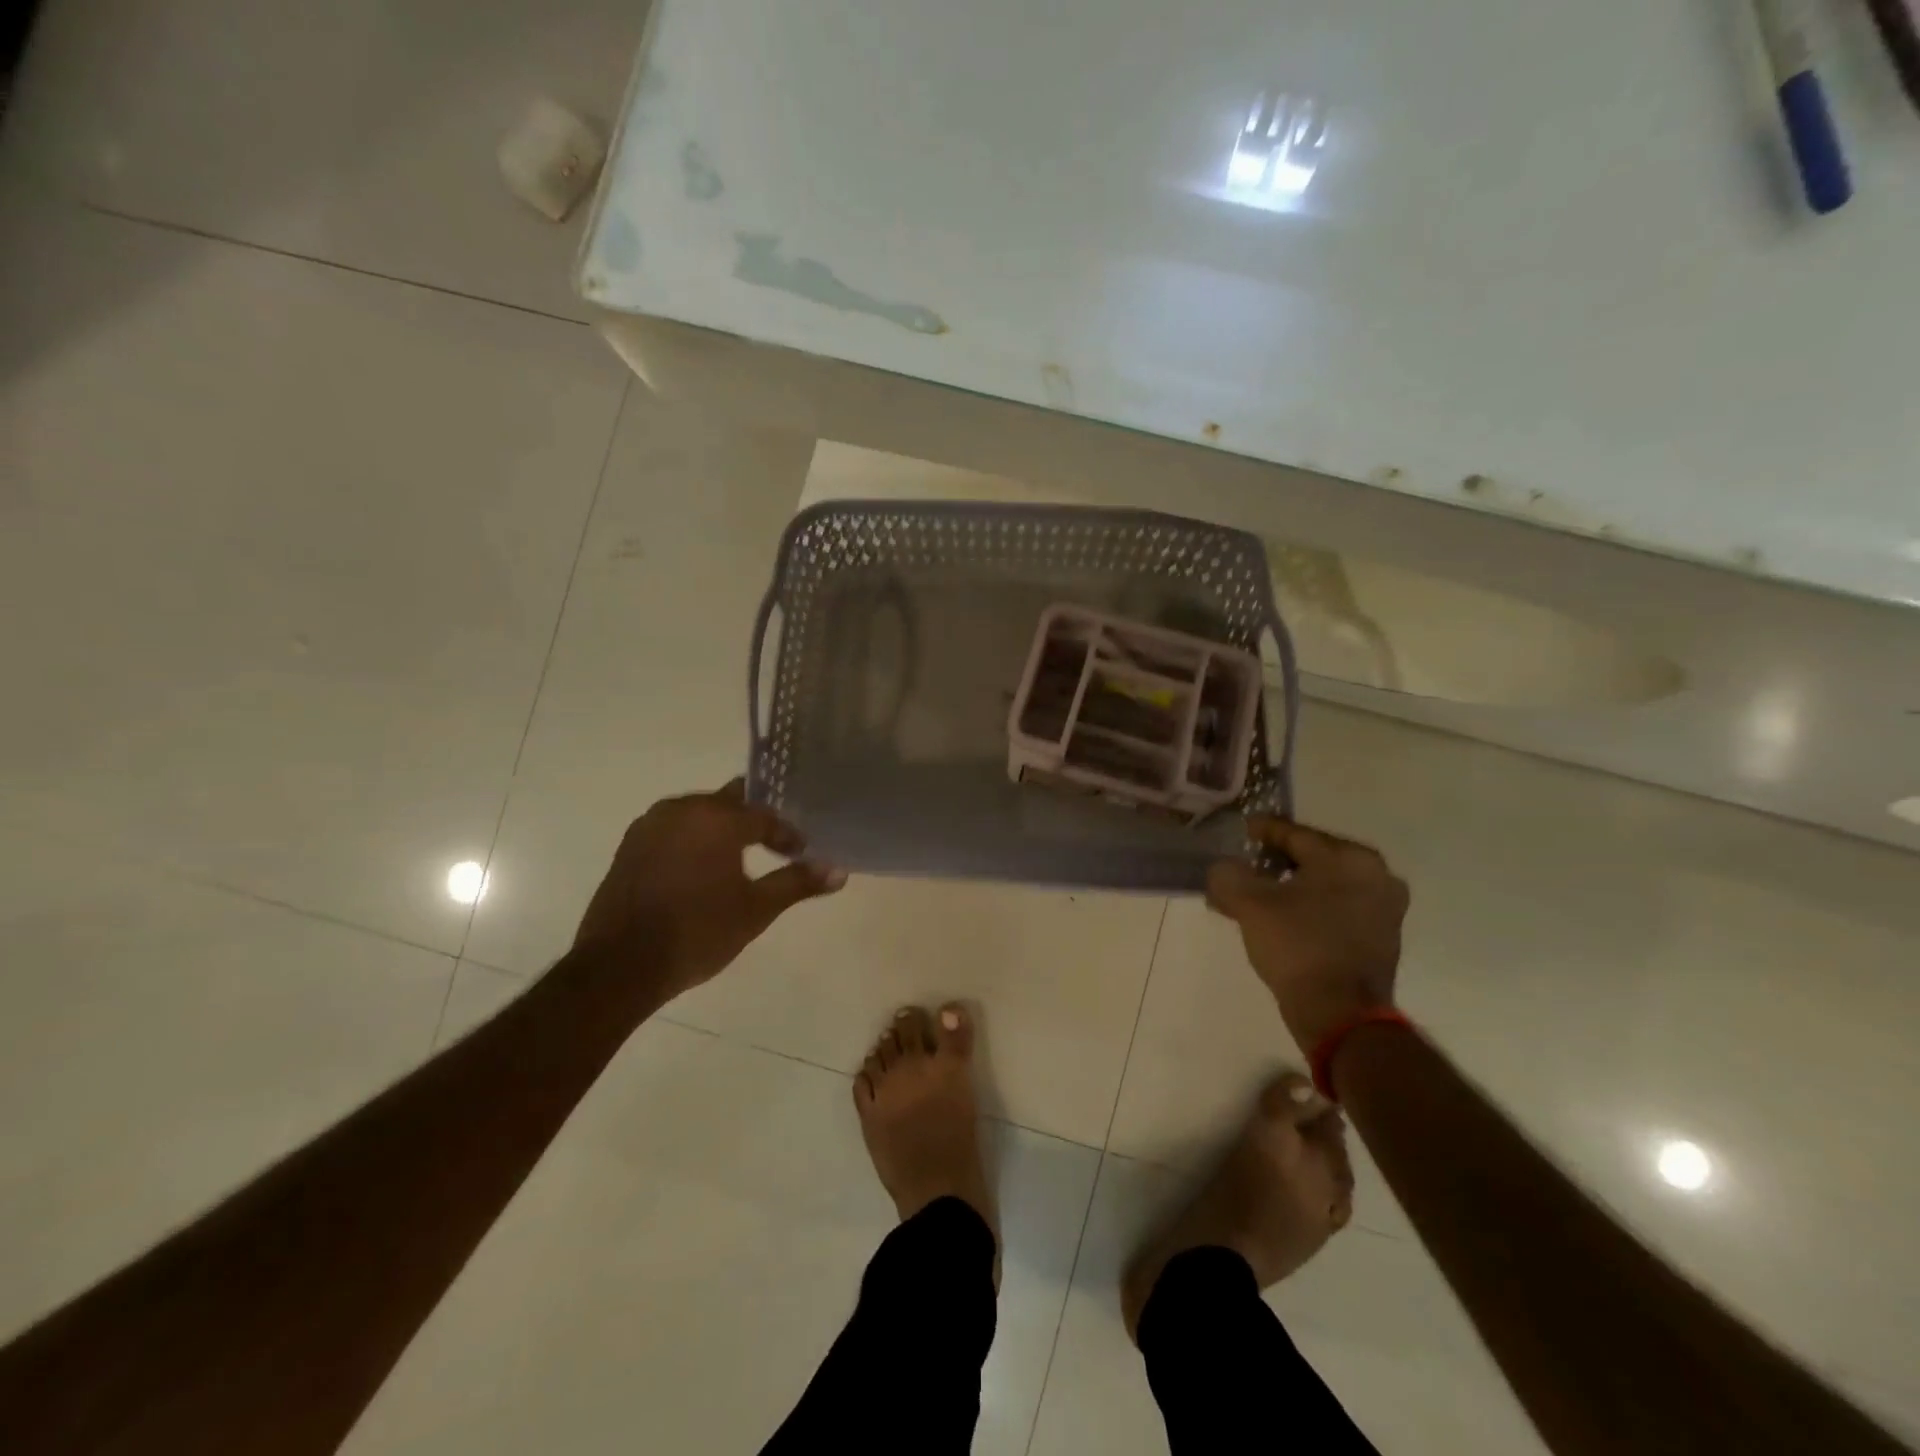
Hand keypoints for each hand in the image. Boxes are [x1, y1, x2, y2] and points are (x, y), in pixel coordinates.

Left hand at [574, 780, 845, 998]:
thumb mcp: (756, 910)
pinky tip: (700, 868)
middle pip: (730, 802)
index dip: (786, 834)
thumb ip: (797, 883)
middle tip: (775, 844)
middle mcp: (682, 809)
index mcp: (716, 818)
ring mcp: (650, 825)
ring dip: (721, 829)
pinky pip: (673, 829)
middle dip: (754, 821)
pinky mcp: (629, 846)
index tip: (800, 852)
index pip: (764, 815)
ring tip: (740, 856)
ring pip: (698, 813)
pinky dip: (693, 840)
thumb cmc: (697, 933)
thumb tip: (838, 871)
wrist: (619, 966)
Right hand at [1206, 817, 1408, 1053]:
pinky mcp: (1382, 938)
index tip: (1241, 830)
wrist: (1341, 1015)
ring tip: (1258, 896)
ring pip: (1325, 885)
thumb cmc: (1298, 947)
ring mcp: (1385, 909)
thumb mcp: (1249, 904)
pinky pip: (1337, 909)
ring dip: (1292, 887)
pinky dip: (1310, 908)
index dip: (1263, 831)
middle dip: (1276, 862)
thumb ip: (1228, 875)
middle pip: (1313, 858)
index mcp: (1349, 858)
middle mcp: (1376, 876)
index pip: (1295, 834)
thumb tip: (1223, 870)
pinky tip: (1283, 920)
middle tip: (1246, 866)